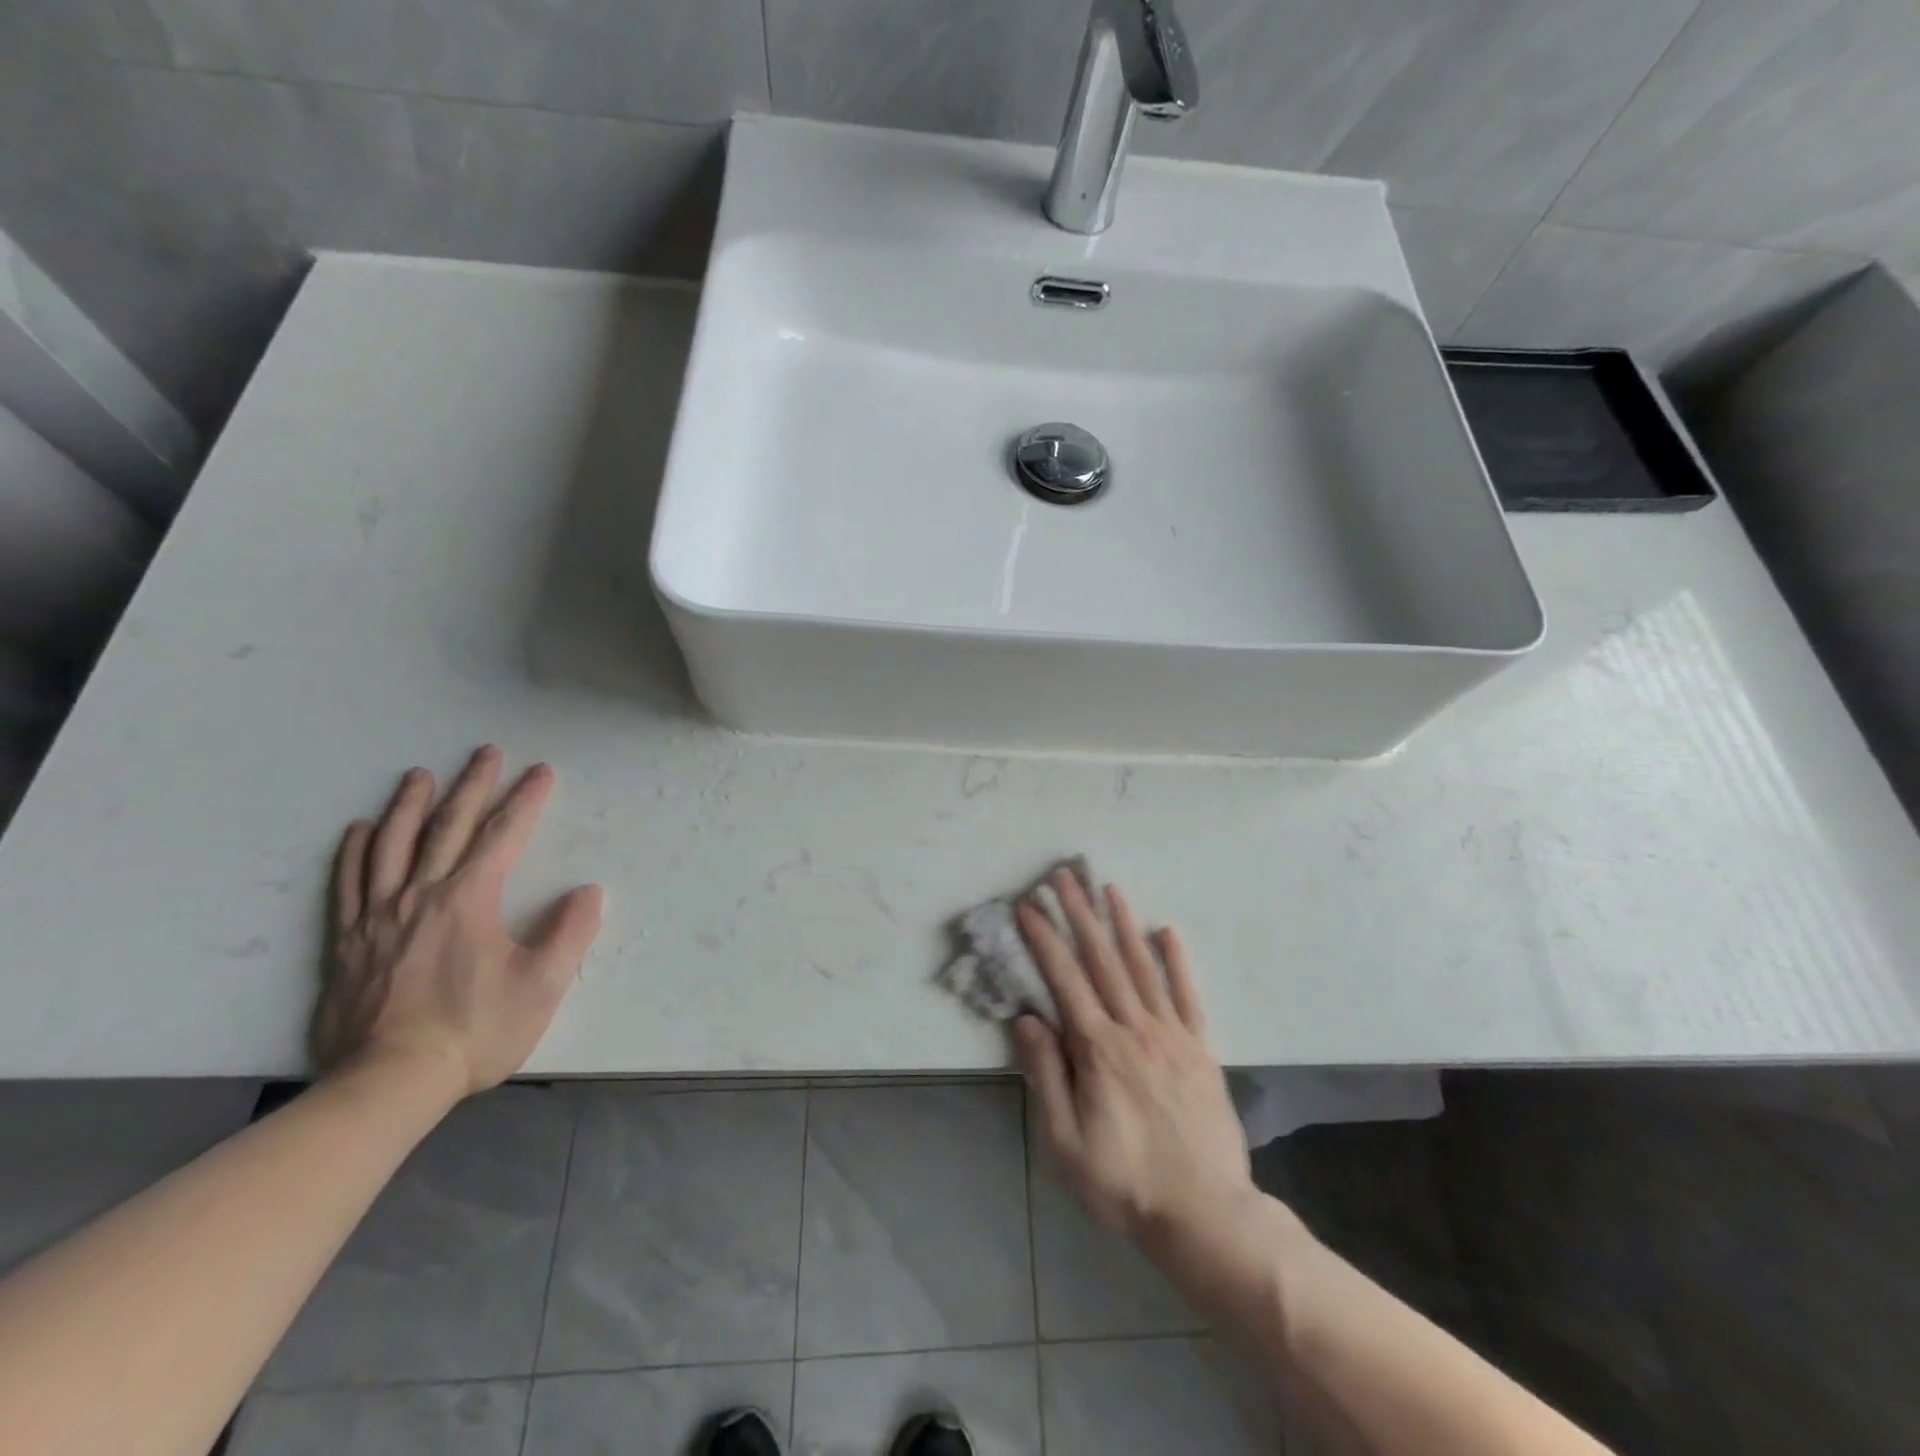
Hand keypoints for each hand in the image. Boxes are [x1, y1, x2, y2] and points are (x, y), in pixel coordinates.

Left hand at [313, 746, 603, 1096]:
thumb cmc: (475, 1030)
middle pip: (448, 826)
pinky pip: (348, 883)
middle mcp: (421, 894)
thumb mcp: (542, 985)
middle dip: (473, 785)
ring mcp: (378, 916)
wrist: (389, 1083)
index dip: (526, 800)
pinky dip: (354, 851)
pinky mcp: (347, 942)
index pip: (504, 835)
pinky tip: (360, 831)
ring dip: (410, 805)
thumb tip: (588, 891)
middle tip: (486, 752)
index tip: (541, 772)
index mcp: (469, 899)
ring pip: (391, 845)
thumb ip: (570, 932)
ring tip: (420, 776)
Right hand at [1014, 870, 1258, 1253]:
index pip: (1065, 980)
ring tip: (1108, 888)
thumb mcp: (1066, 1142)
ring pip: (1142, 967)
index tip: (1028, 906)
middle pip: (1102, 960)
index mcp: (1098, 1050)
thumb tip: (1028, 1018)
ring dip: (1122, 924)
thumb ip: (1046, 1075)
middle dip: (1079, 914)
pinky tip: (1166, 931)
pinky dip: (1177, 960)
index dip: (1044, 940)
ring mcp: (1172, 1034)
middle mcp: (1135, 1029)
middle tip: (1064, 876)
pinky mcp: (1201, 1048)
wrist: (1205, 1214)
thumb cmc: (1124, 1182)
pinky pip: (1188, 995)